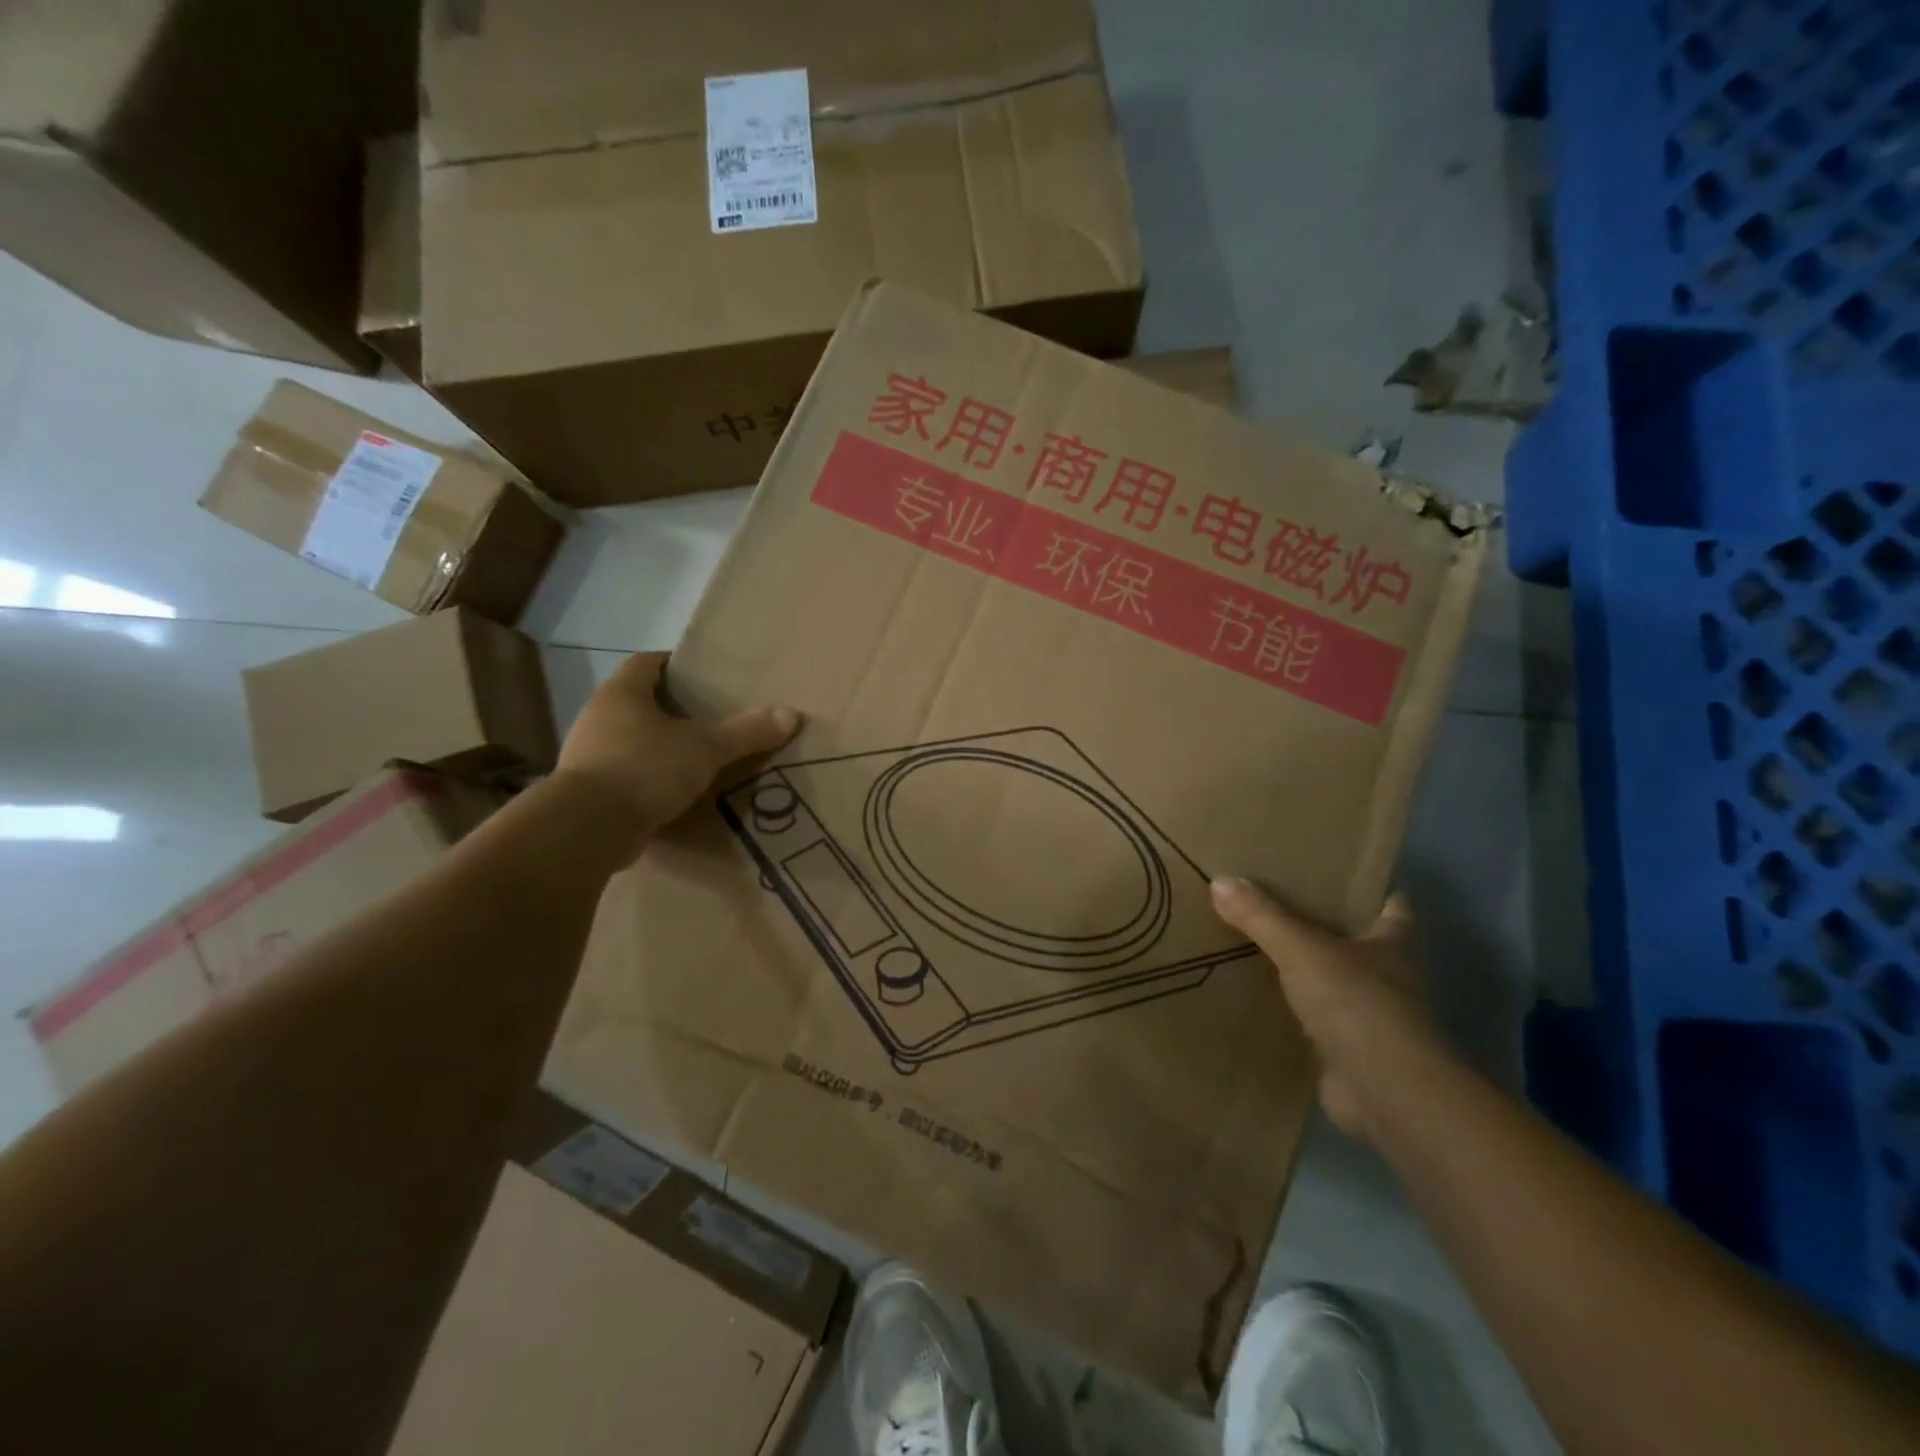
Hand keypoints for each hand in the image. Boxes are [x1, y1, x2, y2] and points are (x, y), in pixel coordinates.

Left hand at [555, 652, 798, 857]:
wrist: (587, 827)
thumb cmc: (645, 768)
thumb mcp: (706, 748)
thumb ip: (746, 733)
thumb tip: (792, 715)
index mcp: (622, 694)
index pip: (645, 662)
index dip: (671, 663)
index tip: (699, 672)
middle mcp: (598, 717)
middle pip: (635, 702)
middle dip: (668, 708)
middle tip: (705, 717)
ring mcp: (586, 756)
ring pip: (627, 740)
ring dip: (654, 746)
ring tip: (692, 757)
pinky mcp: (586, 793)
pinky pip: (622, 775)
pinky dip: (644, 779)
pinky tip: (669, 793)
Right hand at [1210, 878, 1441, 1142]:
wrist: (1386, 1095)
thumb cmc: (1359, 1005)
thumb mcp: (1302, 950)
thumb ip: (1262, 917)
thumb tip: (1220, 881)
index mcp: (1392, 943)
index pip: (1391, 905)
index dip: (1366, 889)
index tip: (1330, 874)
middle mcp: (1388, 977)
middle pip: (1354, 942)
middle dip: (1319, 926)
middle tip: (1268, 903)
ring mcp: (1369, 1017)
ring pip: (1330, 981)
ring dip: (1300, 970)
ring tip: (1249, 945)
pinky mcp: (1347, 1051)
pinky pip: (1311, 1020)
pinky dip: (1288, 1011)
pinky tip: (1252, 998)